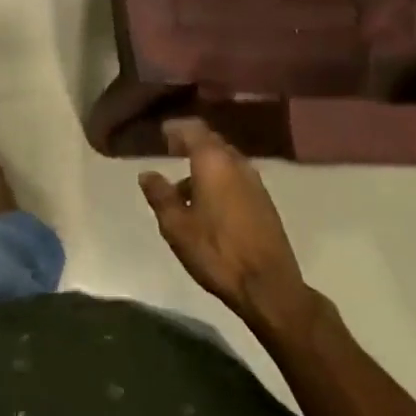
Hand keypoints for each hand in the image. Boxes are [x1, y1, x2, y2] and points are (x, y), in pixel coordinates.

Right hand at [140, 118, 313, 331]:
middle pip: (212, 142)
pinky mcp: (266, 202)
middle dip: (192, 144)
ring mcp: (255, 182)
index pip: (194, 129)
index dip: (177, 129)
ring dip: (207, 166)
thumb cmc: (216, 251)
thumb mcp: (176, 226)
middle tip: (173, 153)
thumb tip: (147, 174)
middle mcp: (237, 163)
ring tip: (187, 187)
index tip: (163, 133)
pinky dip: (221, 180)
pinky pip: (237, 178)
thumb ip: (160, 195)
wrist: (269, 286)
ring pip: (226, 161)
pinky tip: (211, 205)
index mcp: (213, 162)